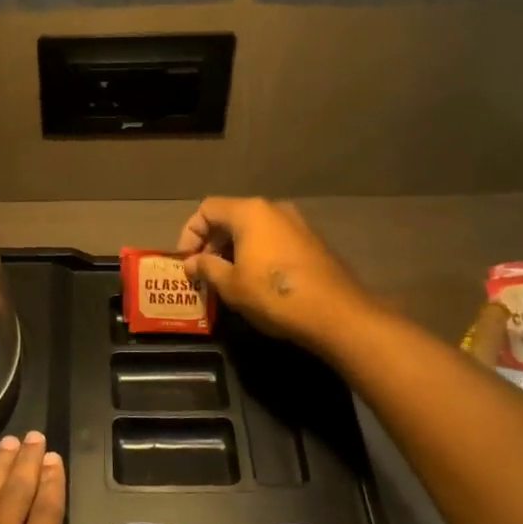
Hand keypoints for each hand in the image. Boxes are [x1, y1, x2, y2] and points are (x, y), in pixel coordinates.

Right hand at [177, 197, 368, 351]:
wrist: (337, 314)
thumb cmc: (274, 294)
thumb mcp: (231, 284)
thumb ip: (206, 268)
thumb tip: (190, 263)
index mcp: (250, 212)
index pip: (207, 209)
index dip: (190, 233)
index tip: (186, 261)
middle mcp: (273, 209)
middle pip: (231, 217)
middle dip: (211, 243)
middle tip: (202, 272)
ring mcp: (296, 224)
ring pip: (253, 230)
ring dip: (233, 250)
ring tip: (226, 279)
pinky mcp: (311, 242)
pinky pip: (273, 240)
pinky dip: (256, 254)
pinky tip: (254, 282)